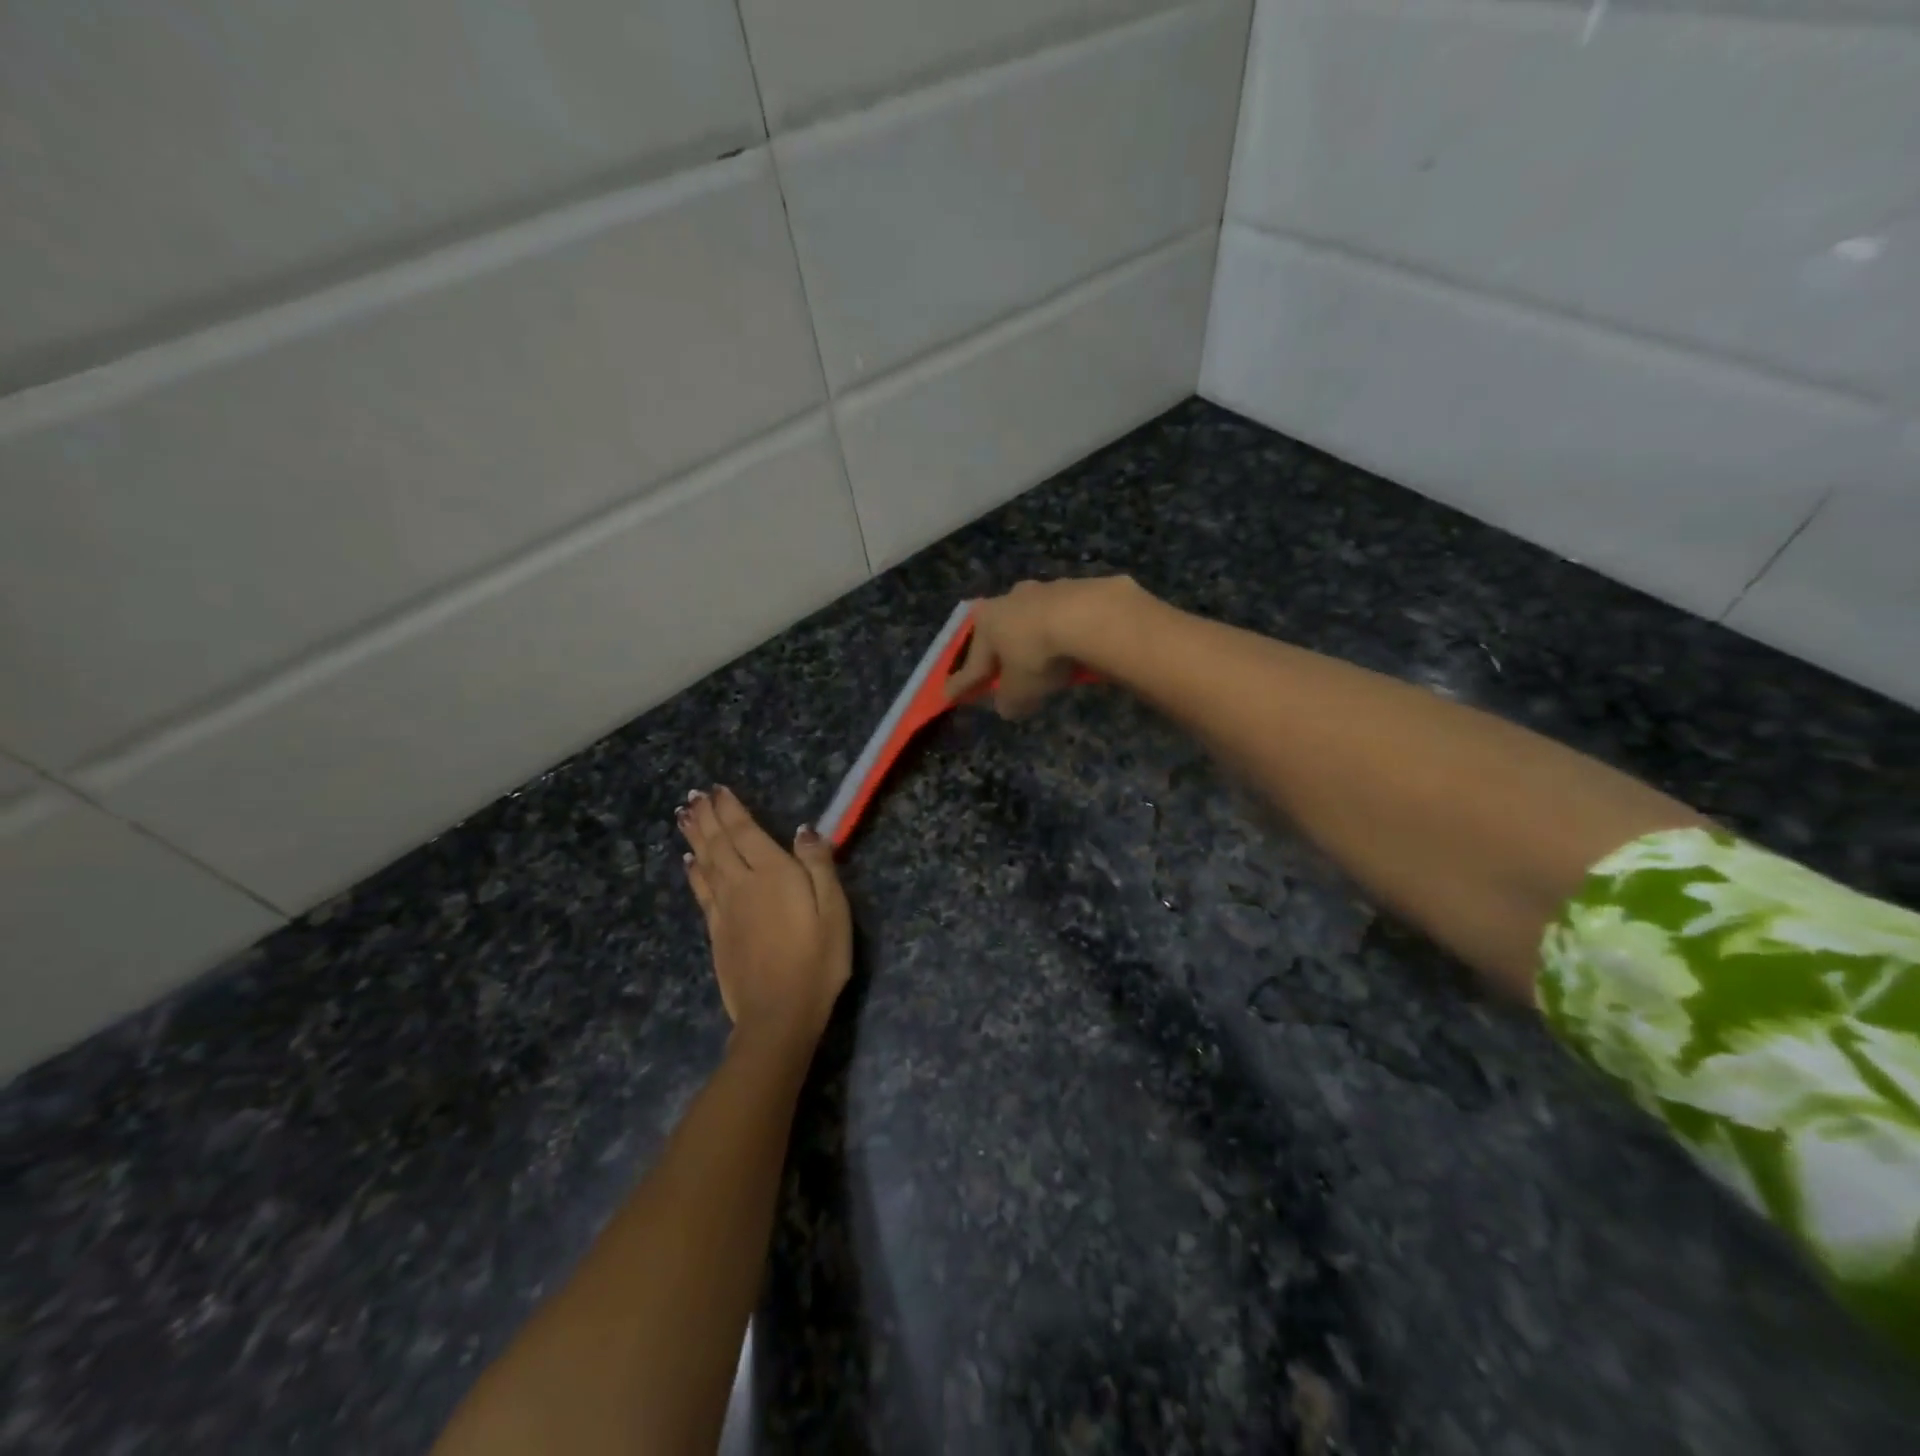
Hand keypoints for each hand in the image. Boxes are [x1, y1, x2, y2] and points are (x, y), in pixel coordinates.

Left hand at [677, 787, 851, 1052]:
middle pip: (719, 842)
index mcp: (773, 874)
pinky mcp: (716, 932)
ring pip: (705, 862)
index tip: (718, 789)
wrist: (778, 1013)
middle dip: (707, 816)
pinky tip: (689, 863)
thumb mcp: (834, 910)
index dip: (731, 809)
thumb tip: (803, 830)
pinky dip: (694, 872)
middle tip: (694, 795)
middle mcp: (742, 884)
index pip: (746, 831)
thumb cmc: (817, 960)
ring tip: (684, 815)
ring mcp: (725, 909)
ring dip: (694, 837)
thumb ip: (818, 866)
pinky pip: (701, 891)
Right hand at [946, 576, 1133, 717]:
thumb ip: (1009, 700)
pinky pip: (1063, 618)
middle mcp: (1009, 599)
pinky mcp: (1077, 588)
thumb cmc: (1038, 654)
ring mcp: (1044, 590)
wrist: (1089, 616)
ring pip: (1033, 620)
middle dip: (1000, 653)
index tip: (949, 695)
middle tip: (1000, 672)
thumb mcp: (1020, 690)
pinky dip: (1063, 632)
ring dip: (1034, 638)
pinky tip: (1072, 646)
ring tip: (1043, 660)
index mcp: (986, 621)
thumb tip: (1007, 706)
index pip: (972, 662)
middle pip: (1001, 633)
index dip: (962, 683)